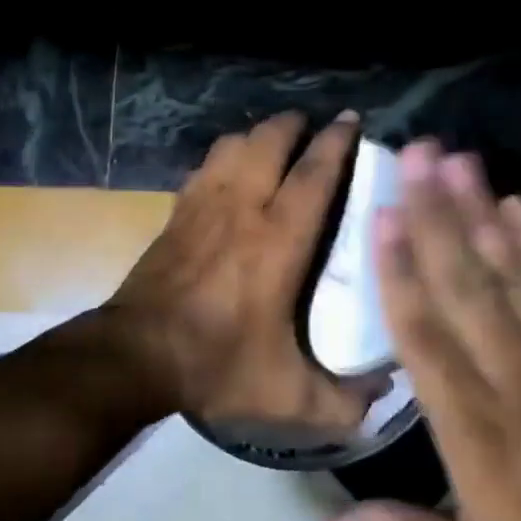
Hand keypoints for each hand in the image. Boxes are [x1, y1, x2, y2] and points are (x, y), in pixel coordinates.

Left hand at [106, 110, 381, 432]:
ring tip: (276, 140)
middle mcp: (242, 208)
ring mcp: (203, 205)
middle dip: (294, 124)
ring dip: (258, 135)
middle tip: (313, 124)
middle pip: (269, 141)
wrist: (136, 355)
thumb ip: (344, 399)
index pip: (313, 174)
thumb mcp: (289, 395)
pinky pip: (205, 166)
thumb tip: (385, 389)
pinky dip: (224, 156)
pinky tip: (231, 168)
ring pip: (233, 145)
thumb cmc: (217, 364)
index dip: (336, 142)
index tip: (350, 120)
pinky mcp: (177, 212)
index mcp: (278, 240)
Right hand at [310, 141, 520, 520]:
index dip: (401, 272)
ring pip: (512, 272)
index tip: (384, 214)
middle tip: (416, 154)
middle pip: (465, 283)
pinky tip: (519, 203)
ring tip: (458, 159)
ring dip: (481, 211)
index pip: (426, 334)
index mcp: (474, 426)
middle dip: (437, 213)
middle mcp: (513, 376)